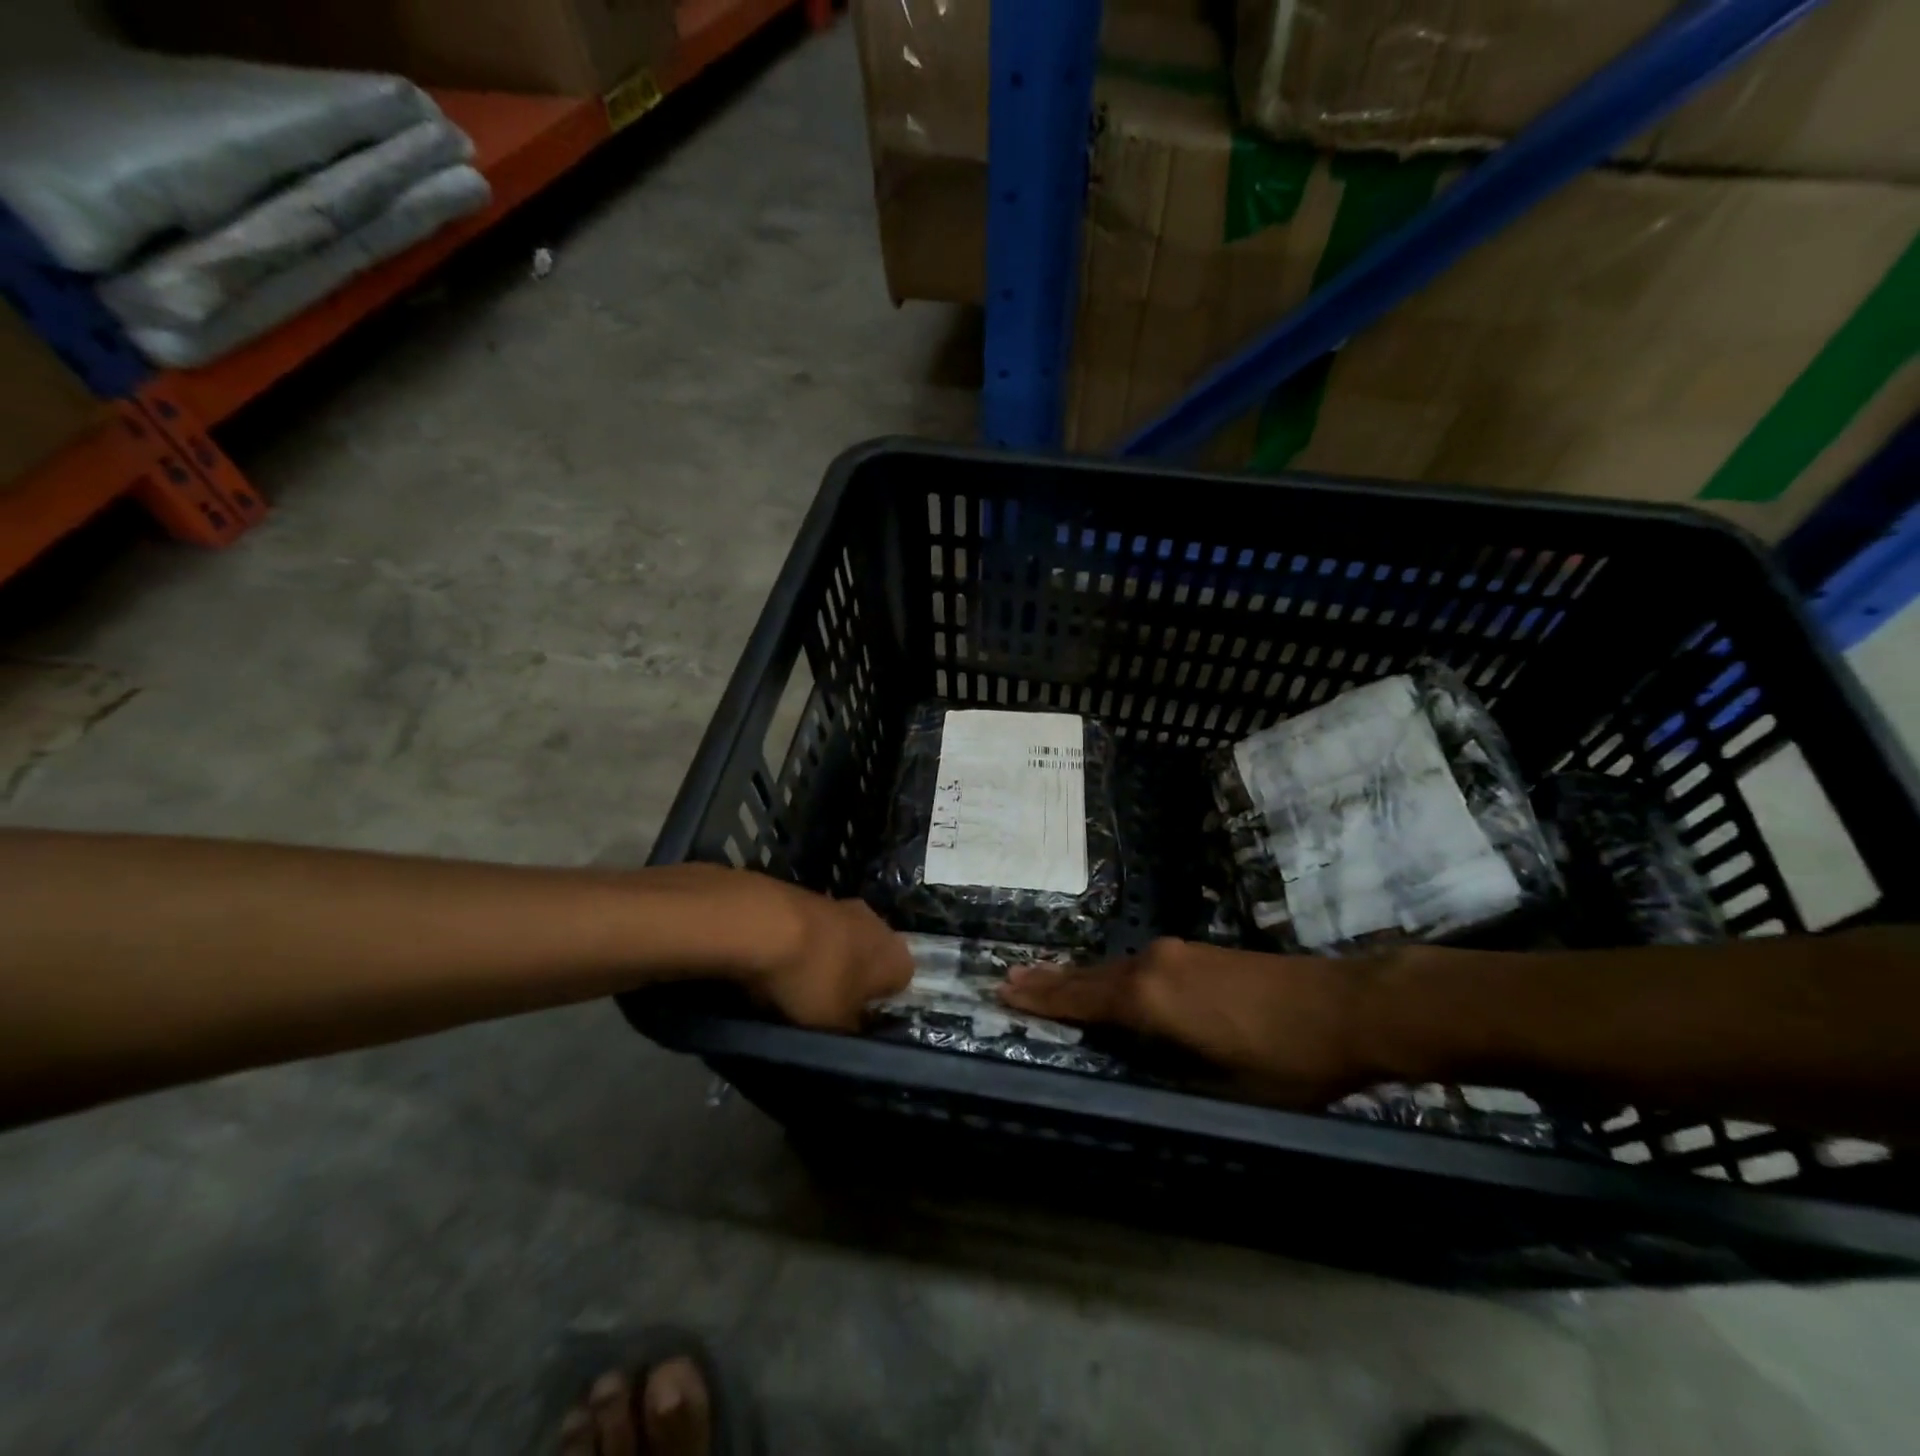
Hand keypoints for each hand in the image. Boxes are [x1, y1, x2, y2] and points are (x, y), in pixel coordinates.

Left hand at [726, 873, 912, 1031]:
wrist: (768, 924)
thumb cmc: (815, 980)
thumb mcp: (835, 1026)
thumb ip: (852, 1029)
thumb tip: (855, 1026)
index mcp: (898, 957)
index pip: (900, 984)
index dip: (877, 1004)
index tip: (853, 1019)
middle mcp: (880, 925)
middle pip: (871, 959)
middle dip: (852, 978)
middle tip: (826, 1002)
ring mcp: (846, 905)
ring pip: (843, 942)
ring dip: (826, 960)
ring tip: (797, 983)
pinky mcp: (814, 896)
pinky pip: (816, 930)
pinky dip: (804, 944)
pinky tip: (780, 961)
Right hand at [1000, 937, 1370, 1103]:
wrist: (1348, 1006)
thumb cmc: (1288, 1059)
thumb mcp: (1227, 1091)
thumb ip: (1172, 1080)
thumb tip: (1133, 1090)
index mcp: (1153, 998)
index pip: (1083, 999)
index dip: (1042, 999)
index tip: (1002, 991)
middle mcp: (1154, 965)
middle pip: (1090, 976)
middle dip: (1049, 982)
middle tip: (1009, 979)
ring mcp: (1177, 954)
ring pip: (1113, 968)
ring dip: (1078, 977)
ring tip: (1042, 977)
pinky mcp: (1198, 954)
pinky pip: (1135, 965)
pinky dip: (1107, 975)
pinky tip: (1105, 981)